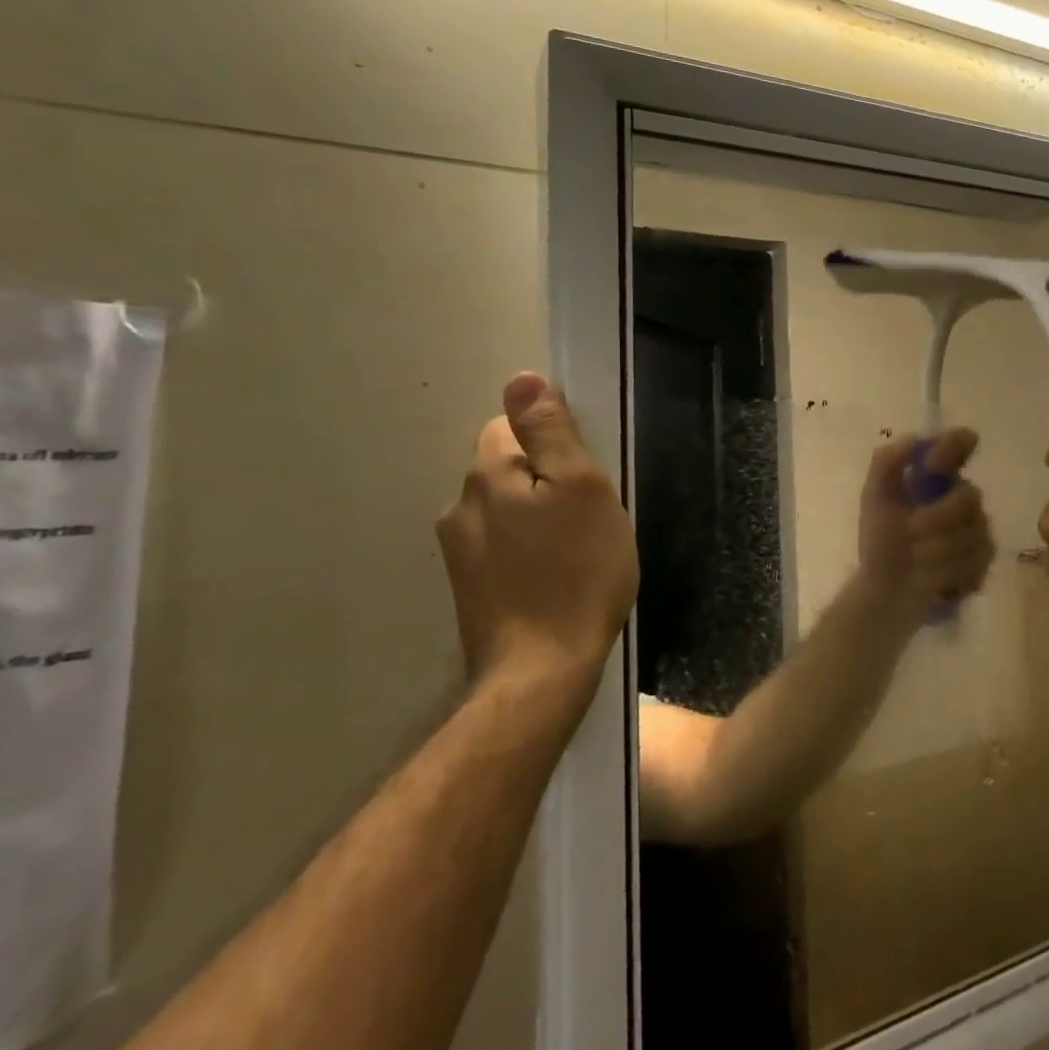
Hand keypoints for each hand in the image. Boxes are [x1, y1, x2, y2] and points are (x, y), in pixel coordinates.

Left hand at [437, 373, 638, 706]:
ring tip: (576, 547)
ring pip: (505, 507)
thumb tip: (522, 379)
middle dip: (545, 477)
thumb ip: (550, 431)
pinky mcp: (469, 588)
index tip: (584, 472)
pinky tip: (555, 575)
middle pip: (506, 466)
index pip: (509, 426)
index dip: (551, 440)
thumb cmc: (577, 571)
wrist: (541, 670)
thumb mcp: (581, 488)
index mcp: (488, 476)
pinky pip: (502, 544)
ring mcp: (459, 552)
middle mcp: (461, 507)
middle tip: (589, 513)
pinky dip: (528, 548)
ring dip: (537, 514)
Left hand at [856, 429, 995, 633]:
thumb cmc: (880, 542)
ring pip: (972, 533)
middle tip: (910, 532)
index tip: (932, 465)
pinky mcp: (983, 563)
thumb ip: (887, 464)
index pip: (960, 443)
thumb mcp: (874, 499)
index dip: (954, 447)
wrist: (885, 593)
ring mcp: (977, 530)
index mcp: (938, 477)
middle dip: (936, 518)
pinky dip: (946, 572)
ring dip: (936, 550)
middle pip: (969, 496)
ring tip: (915, 561)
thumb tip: (914, 439)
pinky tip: (931, 579)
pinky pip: (975, 562)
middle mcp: (962, 498)